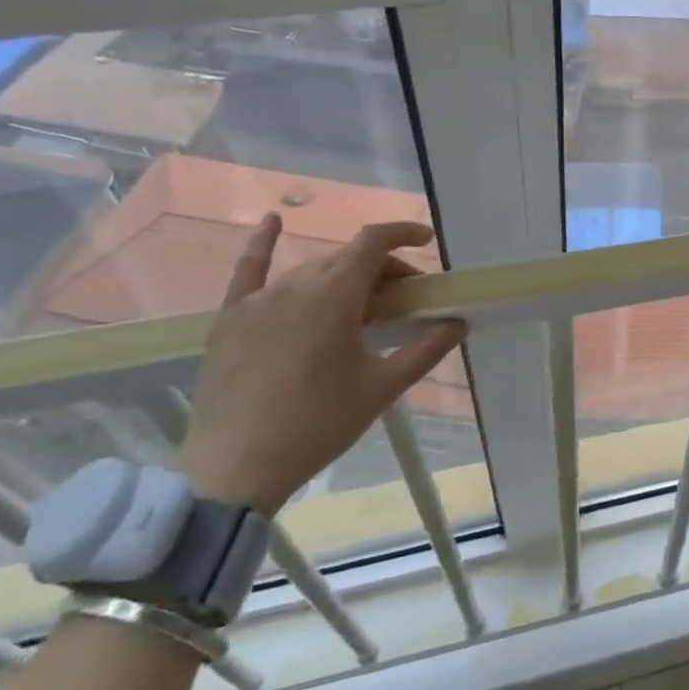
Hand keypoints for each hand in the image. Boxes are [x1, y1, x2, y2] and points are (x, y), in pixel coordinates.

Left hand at [180, 214, 465, 514]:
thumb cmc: (318, 425)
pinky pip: (249, 271)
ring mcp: (258, 300)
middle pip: (348, 258)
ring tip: (364, 306)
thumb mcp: (381, 388)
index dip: (403, 233)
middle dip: (383, 269)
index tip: (428, 241)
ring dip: (345, 276)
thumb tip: (458, 322)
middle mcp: (295, 286)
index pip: (373, 243)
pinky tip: (271, 221)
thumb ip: (424, 349)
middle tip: (405, 301)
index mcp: (334, 296)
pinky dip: (264, 244)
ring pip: (312, 270)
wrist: (235, 468)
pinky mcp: (230, 318)